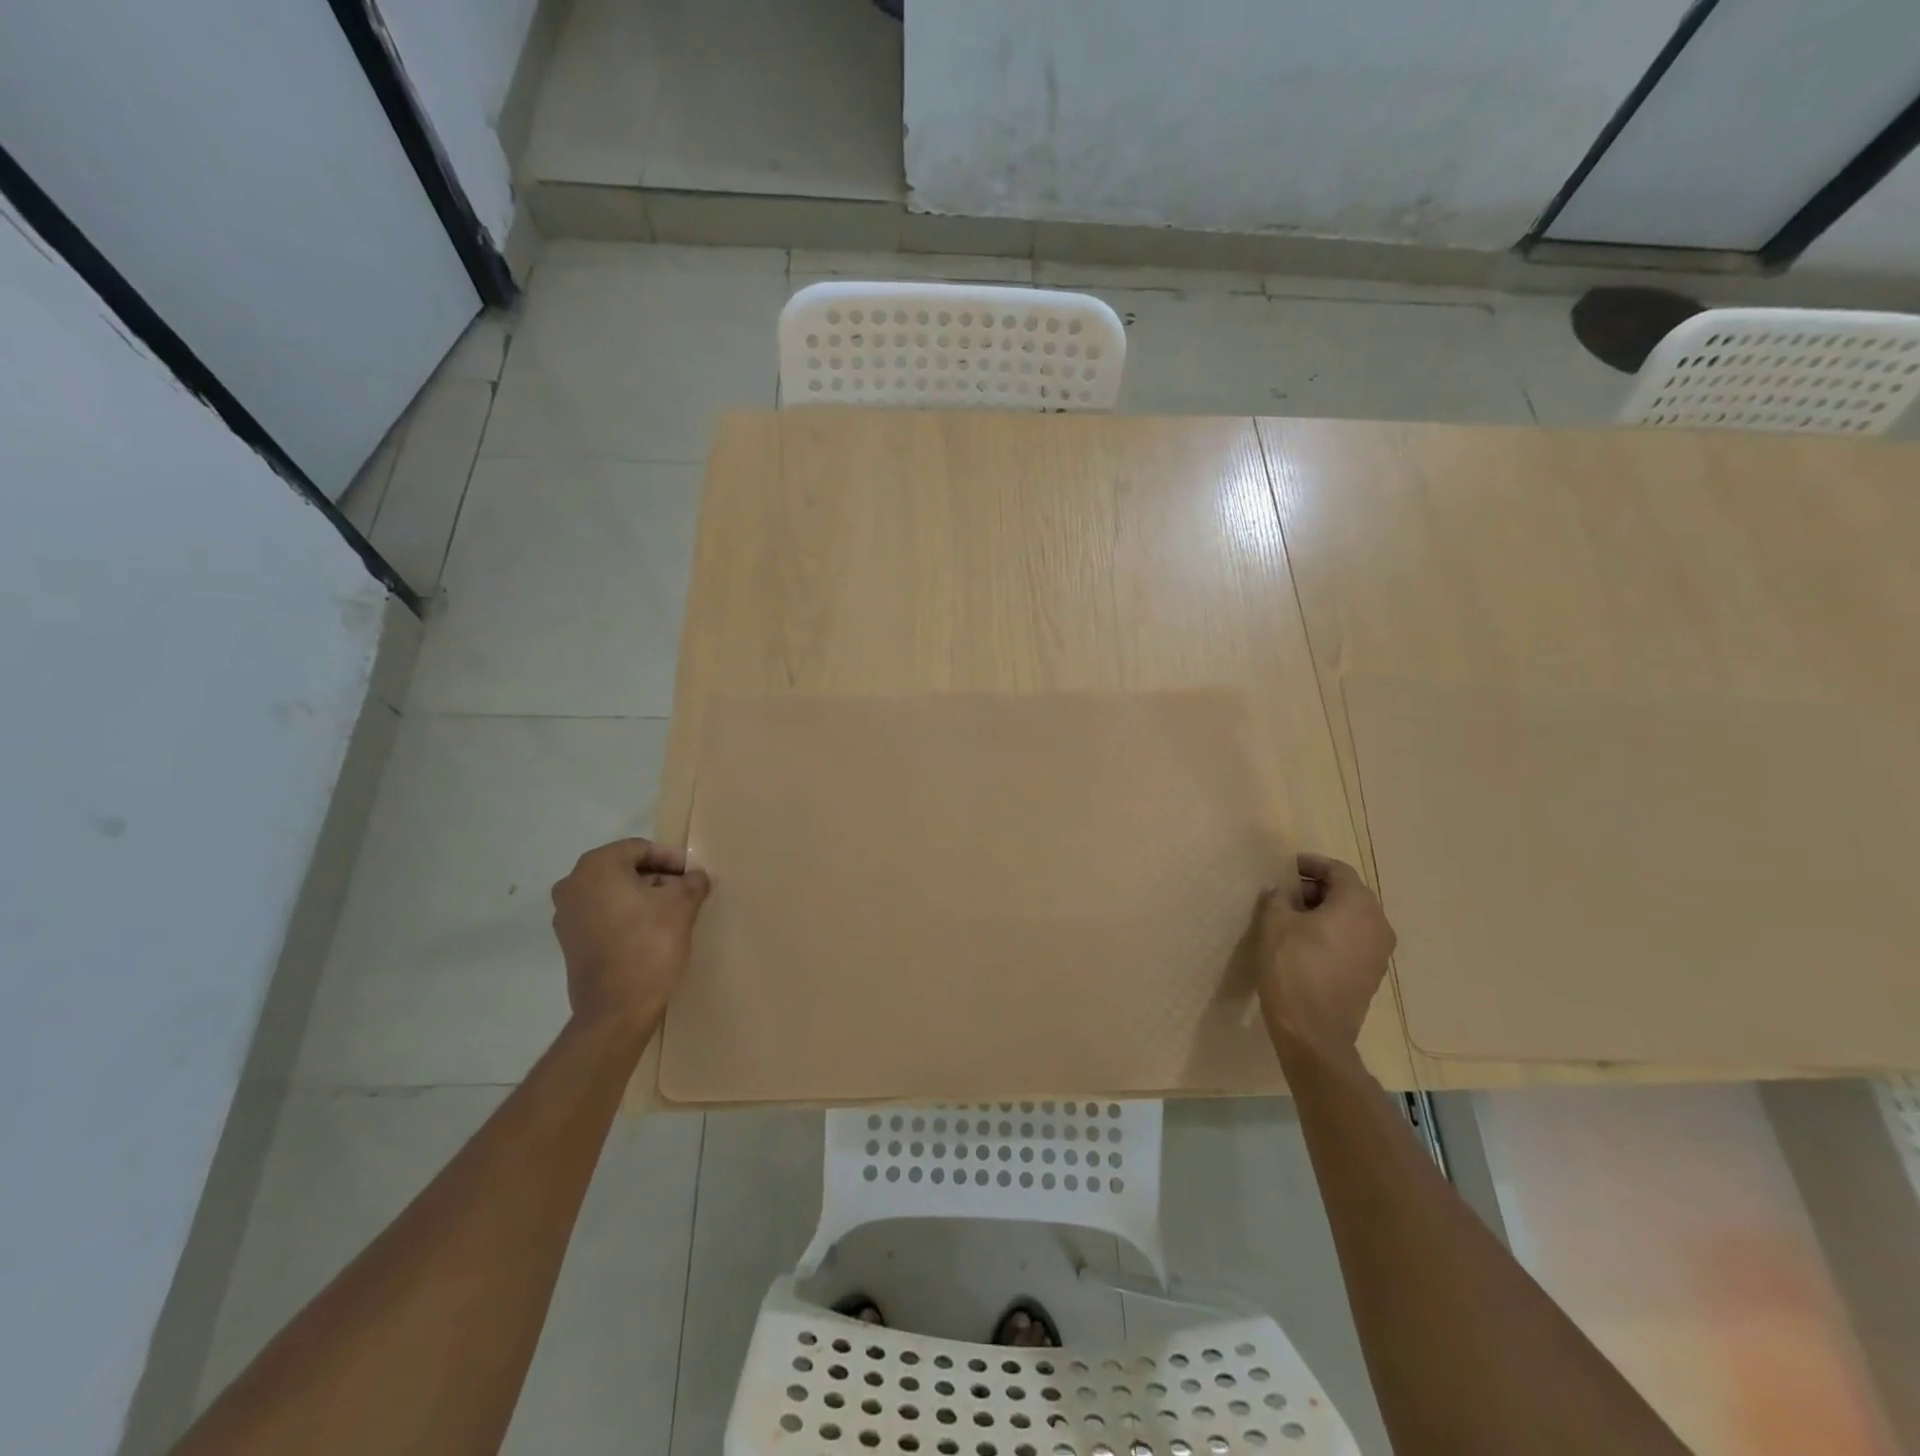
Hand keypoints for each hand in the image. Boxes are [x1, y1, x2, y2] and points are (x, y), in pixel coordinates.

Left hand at [550, 838, 710, 1033]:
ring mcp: (566, 915)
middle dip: (657, 876)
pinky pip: (602, 914)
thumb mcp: (682, 906)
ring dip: (642, 896)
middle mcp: (573, 884)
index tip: (694, 874)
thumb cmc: (649, 945)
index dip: (671, 858)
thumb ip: (692, 882)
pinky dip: (626, 915)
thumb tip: (696, 876)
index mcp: (597, 867)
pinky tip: (650, 930)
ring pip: (612, 892)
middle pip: (623, 868)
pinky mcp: (569, 941)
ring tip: (672, 911)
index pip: (640, 849)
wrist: (616, 1009)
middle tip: (686, 890)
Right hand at [1254, 853, 1395, 1057]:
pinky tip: (1305, 944)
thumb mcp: (1274, 923)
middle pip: (1349, 893)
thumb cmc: (1293, 968)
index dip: (1311, 864)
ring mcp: (1379, 953)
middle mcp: (1378, 924)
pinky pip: (1353, 941)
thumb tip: (1282, 892)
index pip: (1338, 870)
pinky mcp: (1371, 976)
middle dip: (1317, 888)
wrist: (1313, 1032)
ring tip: (1292, 918)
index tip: (1288, 866)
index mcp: (1358, 905)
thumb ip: (1278, 898)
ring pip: (1352, 919)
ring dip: (1325, 912)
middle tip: (1286, 892)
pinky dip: (1333, 934)